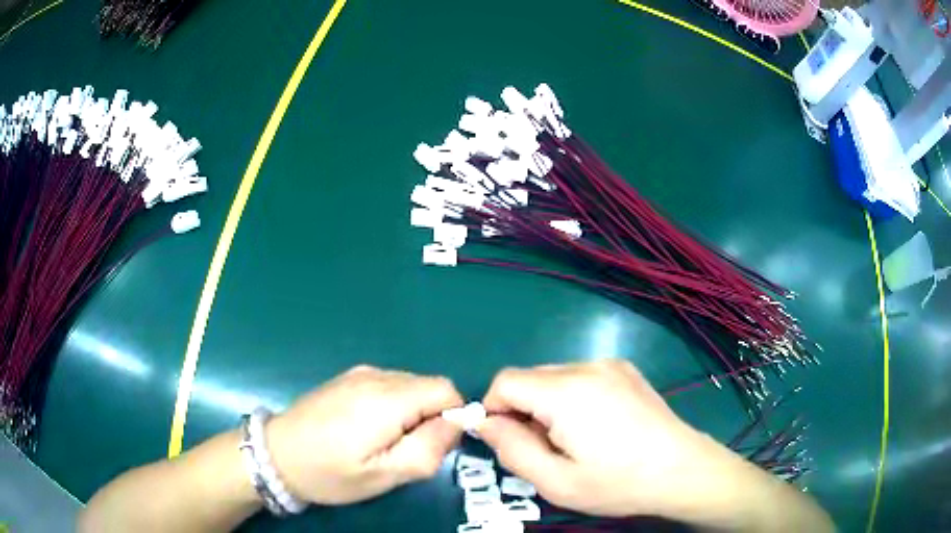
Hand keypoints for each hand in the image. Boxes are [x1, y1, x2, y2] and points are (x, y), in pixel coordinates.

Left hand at [266, 365, 463, 504]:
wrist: (275, 454)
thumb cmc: (329, 472)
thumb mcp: (383, 474)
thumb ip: (428, 449)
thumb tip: (457, 424)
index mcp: (387, 399)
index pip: (446, 390)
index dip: (452, 417)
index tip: (433, 446)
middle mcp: (376, 376)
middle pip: (429, 387)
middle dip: (431, 417)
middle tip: (406, 451)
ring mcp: (359, 373)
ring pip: (410, 386)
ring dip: (412, 413)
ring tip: (384, 443)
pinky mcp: (347, 378)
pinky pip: (389, 386)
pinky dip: (394, 406)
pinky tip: (367, 429)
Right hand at [477, 360, 726, 518]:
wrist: (682, 469)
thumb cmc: (618, 482)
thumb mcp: (556, 482)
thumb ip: (512, 450)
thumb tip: (485, 422)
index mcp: (567, 392)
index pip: (506, 381)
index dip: (494, 409)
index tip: (507, 441)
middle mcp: (587, 366)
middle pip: (530, 378)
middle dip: (522, 410)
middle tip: (543, 448)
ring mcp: (610, 364)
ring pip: (553, 377)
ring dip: (546, 404)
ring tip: (571, 440)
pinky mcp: (625, 369)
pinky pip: (579, 376)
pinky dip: (570, 397)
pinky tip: (594, 426)